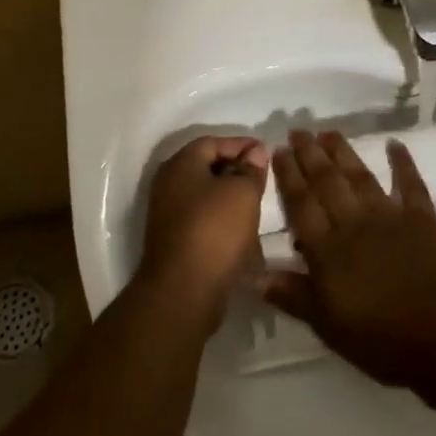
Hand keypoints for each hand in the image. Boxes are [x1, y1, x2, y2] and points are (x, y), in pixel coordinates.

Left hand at [140, 135, 269, 318]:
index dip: (241, 144)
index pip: (213, 142)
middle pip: (207, 167)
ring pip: (205, 195)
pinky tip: (242, 230)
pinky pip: (202, 219)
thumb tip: (255, 152)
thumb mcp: (243, 193)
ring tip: (257, 203)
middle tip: (263, 178)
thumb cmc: (214, 231)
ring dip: (230, 197)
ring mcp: (168, 214)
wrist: (183, 293)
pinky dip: (222, 219)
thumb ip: (251, 169)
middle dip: (237, 170)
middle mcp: (168, 184)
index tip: (267, 153)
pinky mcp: (174, 241)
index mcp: (181, 164)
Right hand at [262, 131, 435, 389]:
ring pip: (360, 176)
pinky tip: (395, 144)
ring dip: (343, 153)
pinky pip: (410, 183)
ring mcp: (390, 215)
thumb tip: (254, 275)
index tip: (278, 149)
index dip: (288, 176)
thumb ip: (294, 296)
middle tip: (298, 130)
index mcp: (328, 250)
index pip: (301, 205)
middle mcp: (354, 222)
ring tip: (329, 131)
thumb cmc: (383, 340)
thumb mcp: (329, 327)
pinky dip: (403, 162)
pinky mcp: (423, 217)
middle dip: (310, 155)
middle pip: (327, 182)